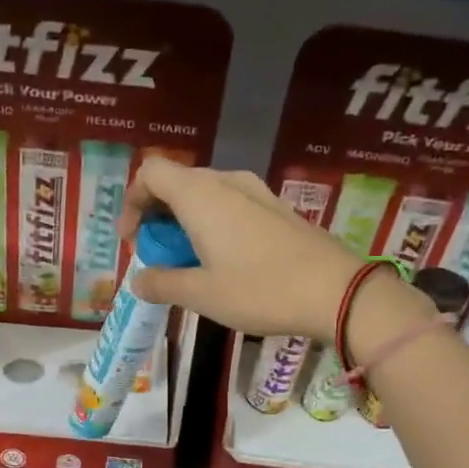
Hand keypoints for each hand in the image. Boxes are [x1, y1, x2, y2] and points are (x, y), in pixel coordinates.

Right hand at [117, 158, 365, 341]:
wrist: (337, 291)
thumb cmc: (260, 290)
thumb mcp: (201, 295)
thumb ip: (162, 284)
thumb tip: (138, 280)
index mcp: (200, 195)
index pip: (150, 173)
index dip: (132, 202)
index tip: (132, 240)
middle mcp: (226, 182)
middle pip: (176, 183)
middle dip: (157, 216)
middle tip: (157, 257)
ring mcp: (256, 192)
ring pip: (205, 195)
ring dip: (186, 223)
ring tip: (189, 263)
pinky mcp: (277, 208)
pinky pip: (231, 206)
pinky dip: (213, 225)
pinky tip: (224, 262)